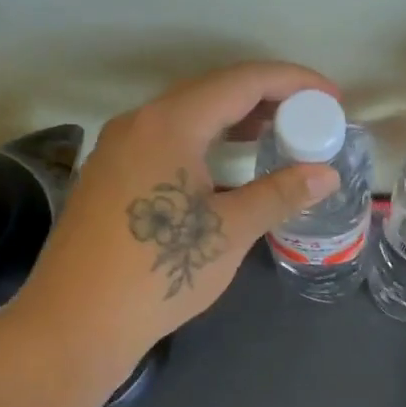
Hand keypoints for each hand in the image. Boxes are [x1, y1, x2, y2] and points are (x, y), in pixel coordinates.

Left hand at [13, 62, 340, 363]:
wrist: (74, 325)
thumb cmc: (157, 273)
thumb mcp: (229, 232)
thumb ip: (279, 194)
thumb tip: (326, 174)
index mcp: (170, 124)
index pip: (243, 81)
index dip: (293, 82)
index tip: (331, 98)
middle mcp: (139, 122)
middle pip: (214, 91)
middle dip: (268, 98)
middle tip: (310, 117)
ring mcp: (118, 148)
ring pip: (188, 115)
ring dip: (236, 119)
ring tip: (279, 134)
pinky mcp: (110, 175)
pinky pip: (168, 139)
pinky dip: (207, 140)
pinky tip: (227, 165)